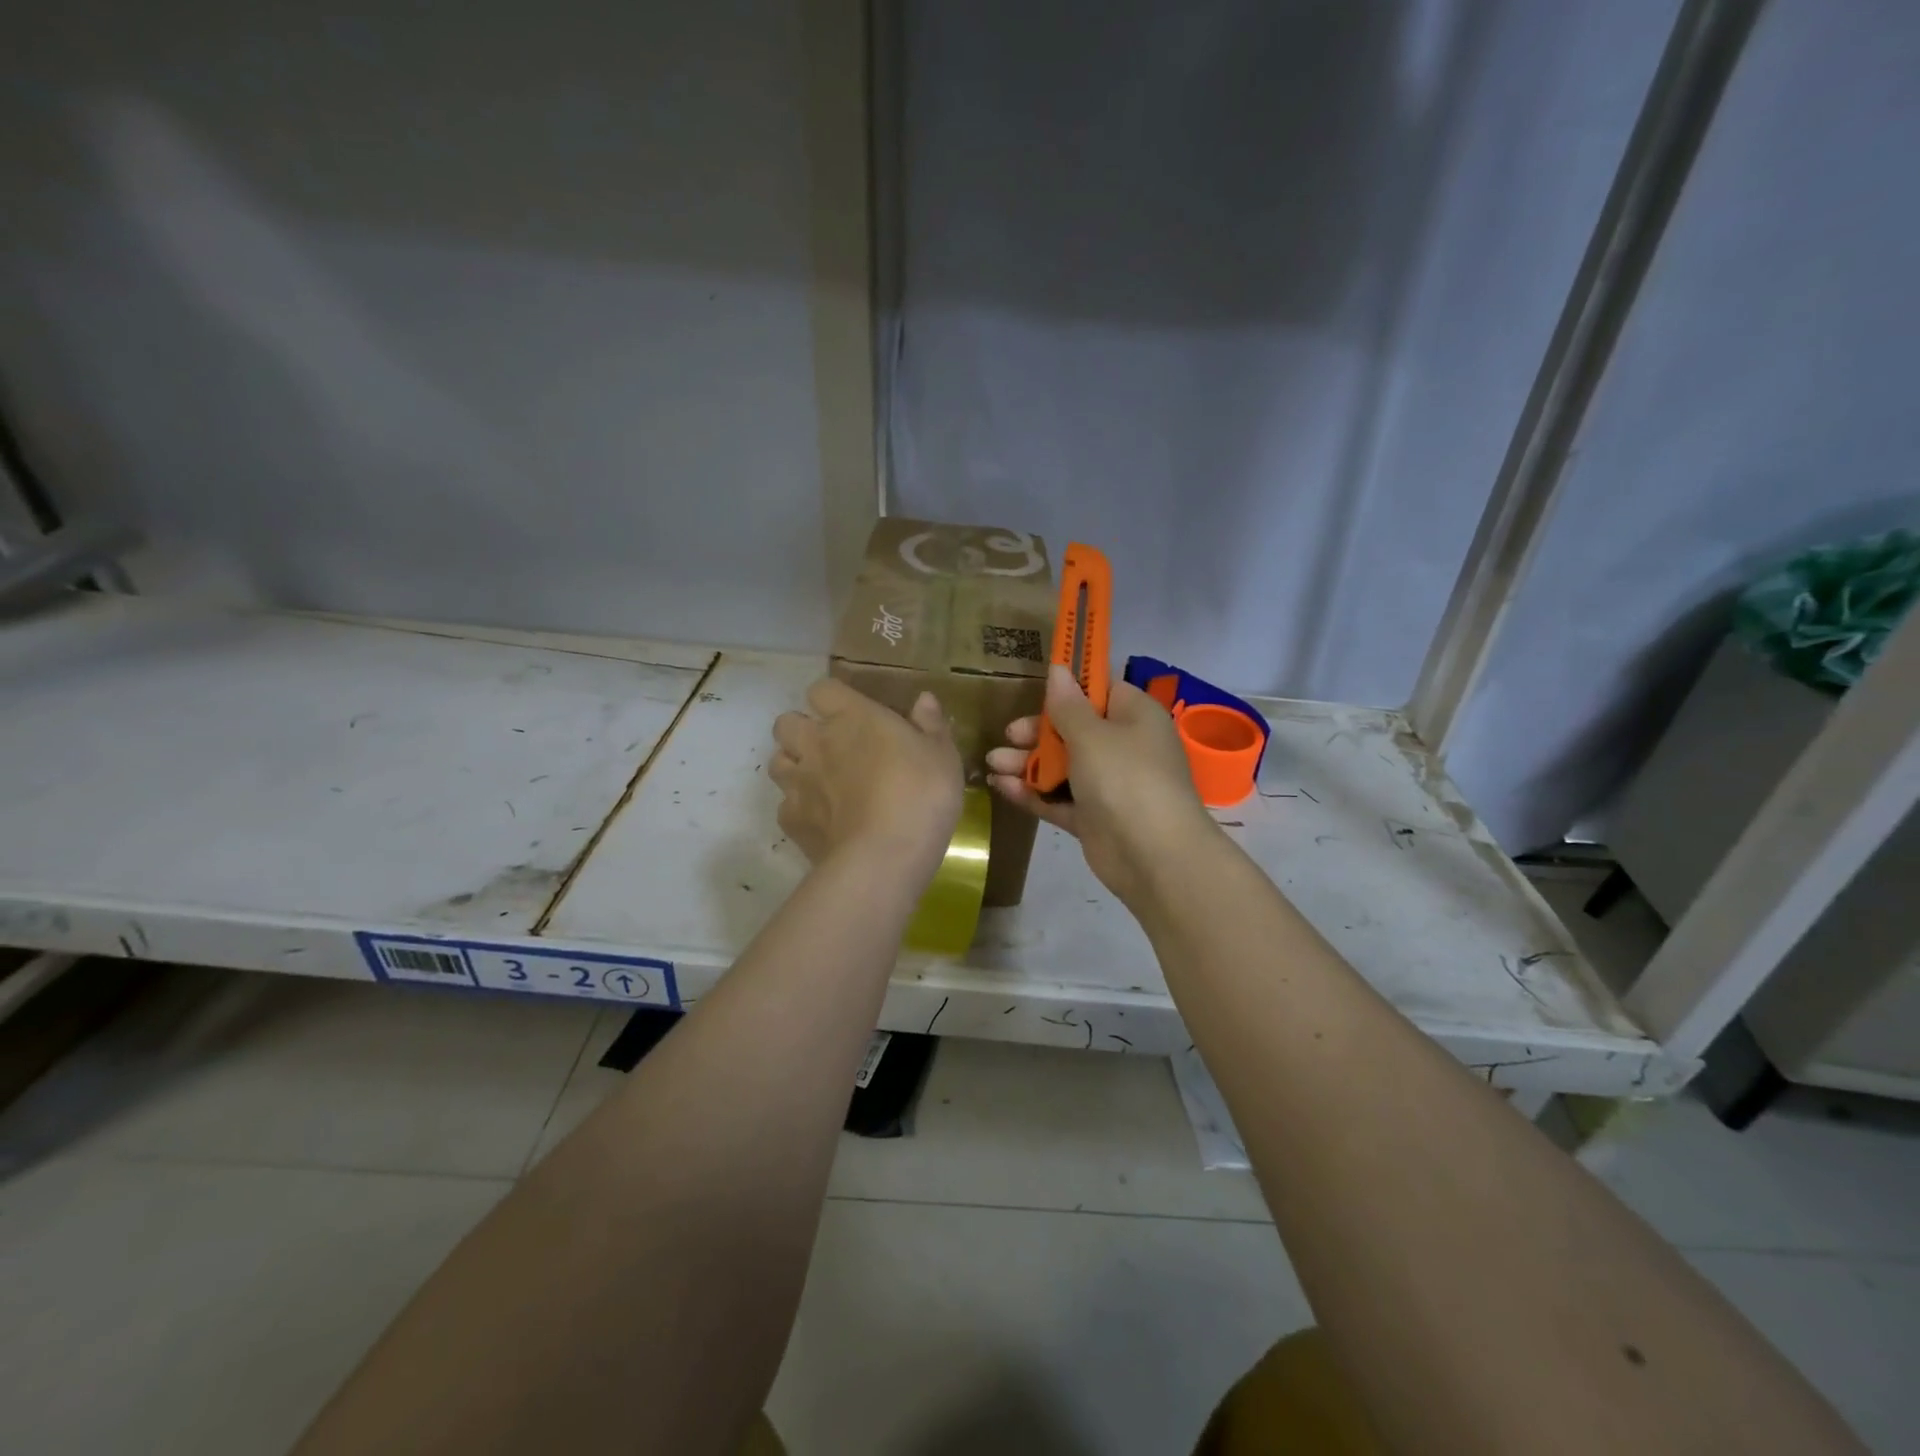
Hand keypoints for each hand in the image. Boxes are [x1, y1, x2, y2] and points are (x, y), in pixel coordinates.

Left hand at [771, 678, 963, 868]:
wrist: (884, 857)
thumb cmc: (920, 795)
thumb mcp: (943, 757)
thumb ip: (930, 725)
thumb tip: (923, 700)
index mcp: (852, 718)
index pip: (822, 689)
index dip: (832, 698)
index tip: (851, 713)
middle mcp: (816, 743)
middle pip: (786, 723)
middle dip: (802, 730)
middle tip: (831, 747)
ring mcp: (799, 783)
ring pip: (777, 762)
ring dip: (794, 766)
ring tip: (819, 781)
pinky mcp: (792, 821)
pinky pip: (785, 807)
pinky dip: (799, 810)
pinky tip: (821, 821)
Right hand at [987, 665, 1219, 906]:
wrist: (1153, 855)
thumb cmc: (1125, 778)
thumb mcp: (1091, 735)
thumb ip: (1067, 705)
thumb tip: (1058, 669)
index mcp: (1135, 717)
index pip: (1101, 692)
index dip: (1069, 690)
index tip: (1036, 690)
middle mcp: (1124, 747)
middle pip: (1075, 730)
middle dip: (1038, 732)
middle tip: (1009, 734)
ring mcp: (1109, 785)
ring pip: (1063, 766)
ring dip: (1028, 763)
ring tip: (992, 763)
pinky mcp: (1093, 818)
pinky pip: (1059, 798)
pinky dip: (1032, 792)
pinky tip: (1000, 786)